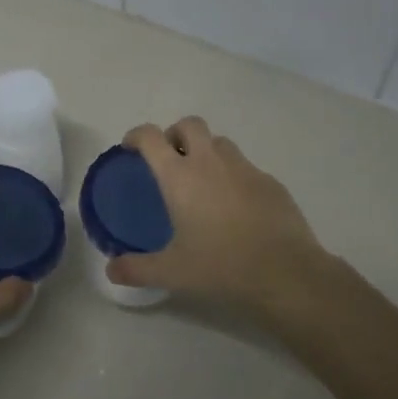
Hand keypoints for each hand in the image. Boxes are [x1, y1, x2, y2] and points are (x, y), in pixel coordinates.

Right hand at [106, 117, 331, 311]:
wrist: (287, 274)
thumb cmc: (221, 267)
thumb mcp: (172, 273)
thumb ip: (136, 269)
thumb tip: (111, 270)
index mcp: (180, 176)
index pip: (150, 137)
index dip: (136, 136)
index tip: (130, 148)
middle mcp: (210, 162)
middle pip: (189, 124)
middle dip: (175, 133)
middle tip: (170, 160)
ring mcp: (245, 169)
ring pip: (220, 142)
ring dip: (206, 151)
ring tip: (203, 182)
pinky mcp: (271, 182)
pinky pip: (246, 167)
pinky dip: (234, 176)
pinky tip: (236, 207)